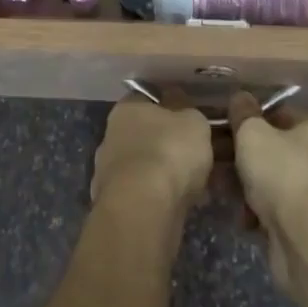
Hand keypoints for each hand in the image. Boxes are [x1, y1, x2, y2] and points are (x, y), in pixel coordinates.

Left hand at [92, 92, 214, 214]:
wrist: (144, 207)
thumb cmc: (169, 151)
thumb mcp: (193, 121)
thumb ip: (188, 112)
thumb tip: (180, 106)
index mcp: (126, 109)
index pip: (147, 99)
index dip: (170, 106)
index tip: (191, 119)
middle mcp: (111, 136)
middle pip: (145, 135)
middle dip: (169, 143)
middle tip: (198, 153)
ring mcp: (109, 172)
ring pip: (146, 166)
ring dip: (166, 173)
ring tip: (199, 183)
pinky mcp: (115, 204)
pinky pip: (145, 193)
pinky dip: (163, 196)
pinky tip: (186, 203)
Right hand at [229, 92, 307, 287]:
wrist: (307, 240)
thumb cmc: (283, 173)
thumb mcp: (253, 133)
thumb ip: (243, 113)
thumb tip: (240, 98)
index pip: (282, 113)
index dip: (250, 119)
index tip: (225, 127)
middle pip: (276, 148)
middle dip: (243, 156)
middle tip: (216, 159)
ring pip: (274, 180)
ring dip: (247, 185)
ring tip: (222, 189)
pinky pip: (279, 208)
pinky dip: (259, 211)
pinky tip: (243, 217)